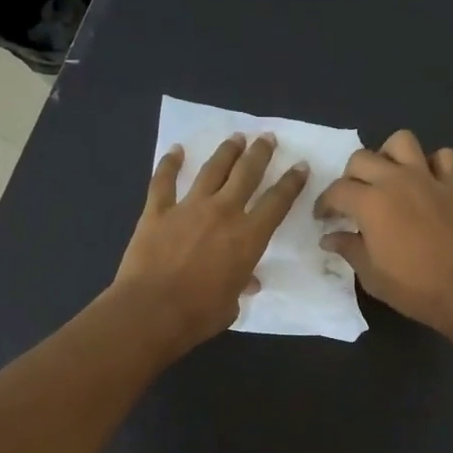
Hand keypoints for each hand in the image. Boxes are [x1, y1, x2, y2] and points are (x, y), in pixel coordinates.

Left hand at [113, 132, 309, 352]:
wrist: (152, 310)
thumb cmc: (199, 314)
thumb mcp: (231, 304)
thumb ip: (240, 286)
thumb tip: (247, 281)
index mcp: (248, 237)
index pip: (277, 202)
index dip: (291, 183)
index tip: (300, 166)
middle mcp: (223, 212)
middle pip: (247, 173)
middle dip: (260, 153)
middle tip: (267, 138)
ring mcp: (188, 207)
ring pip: (212, 170)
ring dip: (226, 151)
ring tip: (236, 138)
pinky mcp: (157, 211)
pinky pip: (163, 181)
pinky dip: (169, 163)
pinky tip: (176, 150)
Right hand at [314, 130, 452, 335]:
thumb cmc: (412, 287)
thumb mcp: (370, 274)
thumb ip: (348, 248)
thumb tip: (329, 237)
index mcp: (370, 202)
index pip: (337, 191)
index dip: (324, 203)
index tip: (323, 217)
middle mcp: (396, 180)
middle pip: (362, 158)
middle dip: (350, 177)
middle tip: (352, 200)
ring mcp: (427, 179)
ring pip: (402, 141)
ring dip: (388, 155)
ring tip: (386, 179)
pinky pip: (443, 157)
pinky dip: (432, 163)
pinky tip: (424, 182)